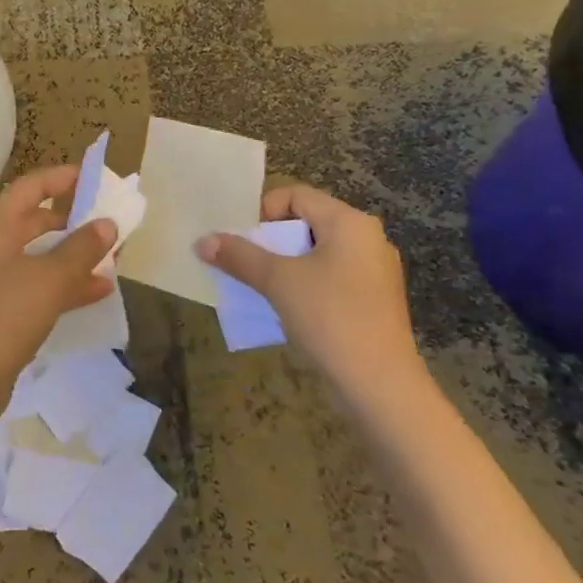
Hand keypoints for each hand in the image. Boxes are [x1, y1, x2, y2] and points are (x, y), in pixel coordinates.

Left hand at [0, 165, 116, 395]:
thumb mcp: (49, 279)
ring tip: (113, 257)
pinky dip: (66, 284)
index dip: (62, 177)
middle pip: (36, 220)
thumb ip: (81, 248)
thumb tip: (107, 223)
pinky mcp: (0, 311)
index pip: (31, 186)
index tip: (96, 176)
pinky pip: (39, 285)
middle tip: (109, 221)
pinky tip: (99, 291)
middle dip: (73, 220)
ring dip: (74, 254)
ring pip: (40, 255)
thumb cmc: (2, 317)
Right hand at [196, 185, 425, 406]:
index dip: (263, 212)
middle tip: (248, 266)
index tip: (246, 243)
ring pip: (317, 254)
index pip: (296, 195)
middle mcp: (368, 239)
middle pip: (306, 223)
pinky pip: (331, 279)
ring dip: (285, 266)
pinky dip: (306, 286)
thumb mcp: (278, 282)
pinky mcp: (374, 302)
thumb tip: (201, 242)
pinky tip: (290, 311)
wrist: (381, 387)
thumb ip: (239, 257)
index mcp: (350, 222)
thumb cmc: (330, 318)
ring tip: (264, 289)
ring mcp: (375, 272)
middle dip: (271, 242)